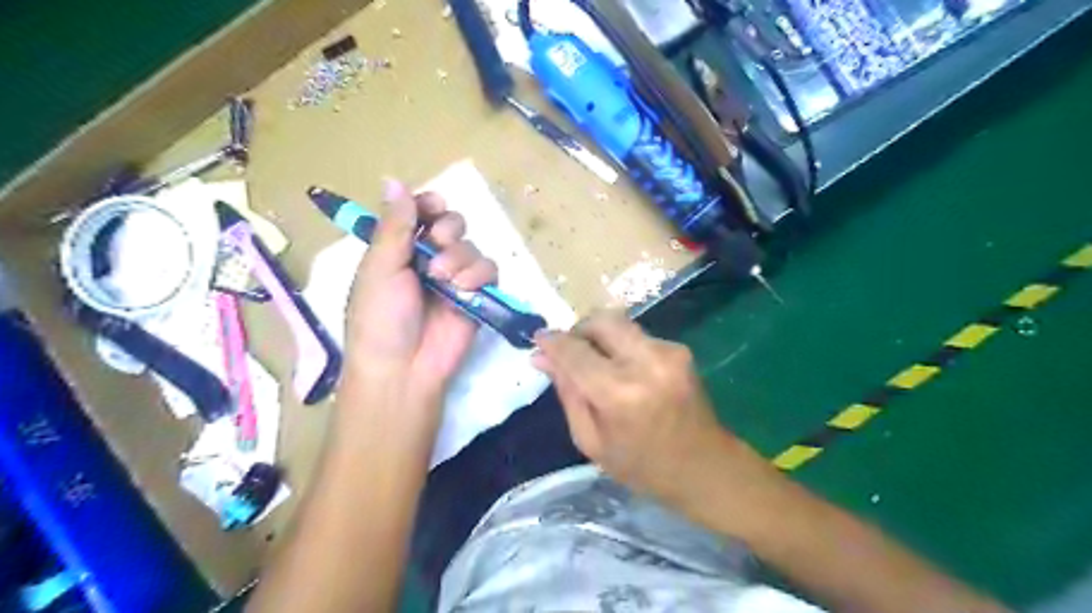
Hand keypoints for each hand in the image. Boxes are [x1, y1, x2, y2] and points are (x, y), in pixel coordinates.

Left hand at [346, 180, 497, 404]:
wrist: (403, 369)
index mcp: (399, 250)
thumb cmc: (380, 318)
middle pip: (452, 223)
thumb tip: (393, 179)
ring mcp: (455, 279)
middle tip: (436, 246)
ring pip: (472, 246)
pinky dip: (479, 274)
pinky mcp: (477, 297)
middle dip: (448, 230)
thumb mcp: (379, 268)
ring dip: (460, 257)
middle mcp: (428, 259)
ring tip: (444, 279)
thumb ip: (394, 226)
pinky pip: (489, 271)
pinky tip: (464, 289)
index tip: (432, 209)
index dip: (429, 205)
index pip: (421, 212)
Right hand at [535, 314, 737, 505]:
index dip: (552, 341)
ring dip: (600, 338)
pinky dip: (621, 346)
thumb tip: (542, 357)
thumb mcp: (591, 441)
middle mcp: (646, 362)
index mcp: (620, 393)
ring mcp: (669, 351)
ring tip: (596, 365)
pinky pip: (637, 336)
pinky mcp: (680, 350)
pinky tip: (623, 372)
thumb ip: (567, 393)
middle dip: (579, 330)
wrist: (706, 468)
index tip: (538, 340)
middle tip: (569, 352)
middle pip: (601, 320)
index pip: (575, 350)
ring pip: (620, 324)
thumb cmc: (642, 467)